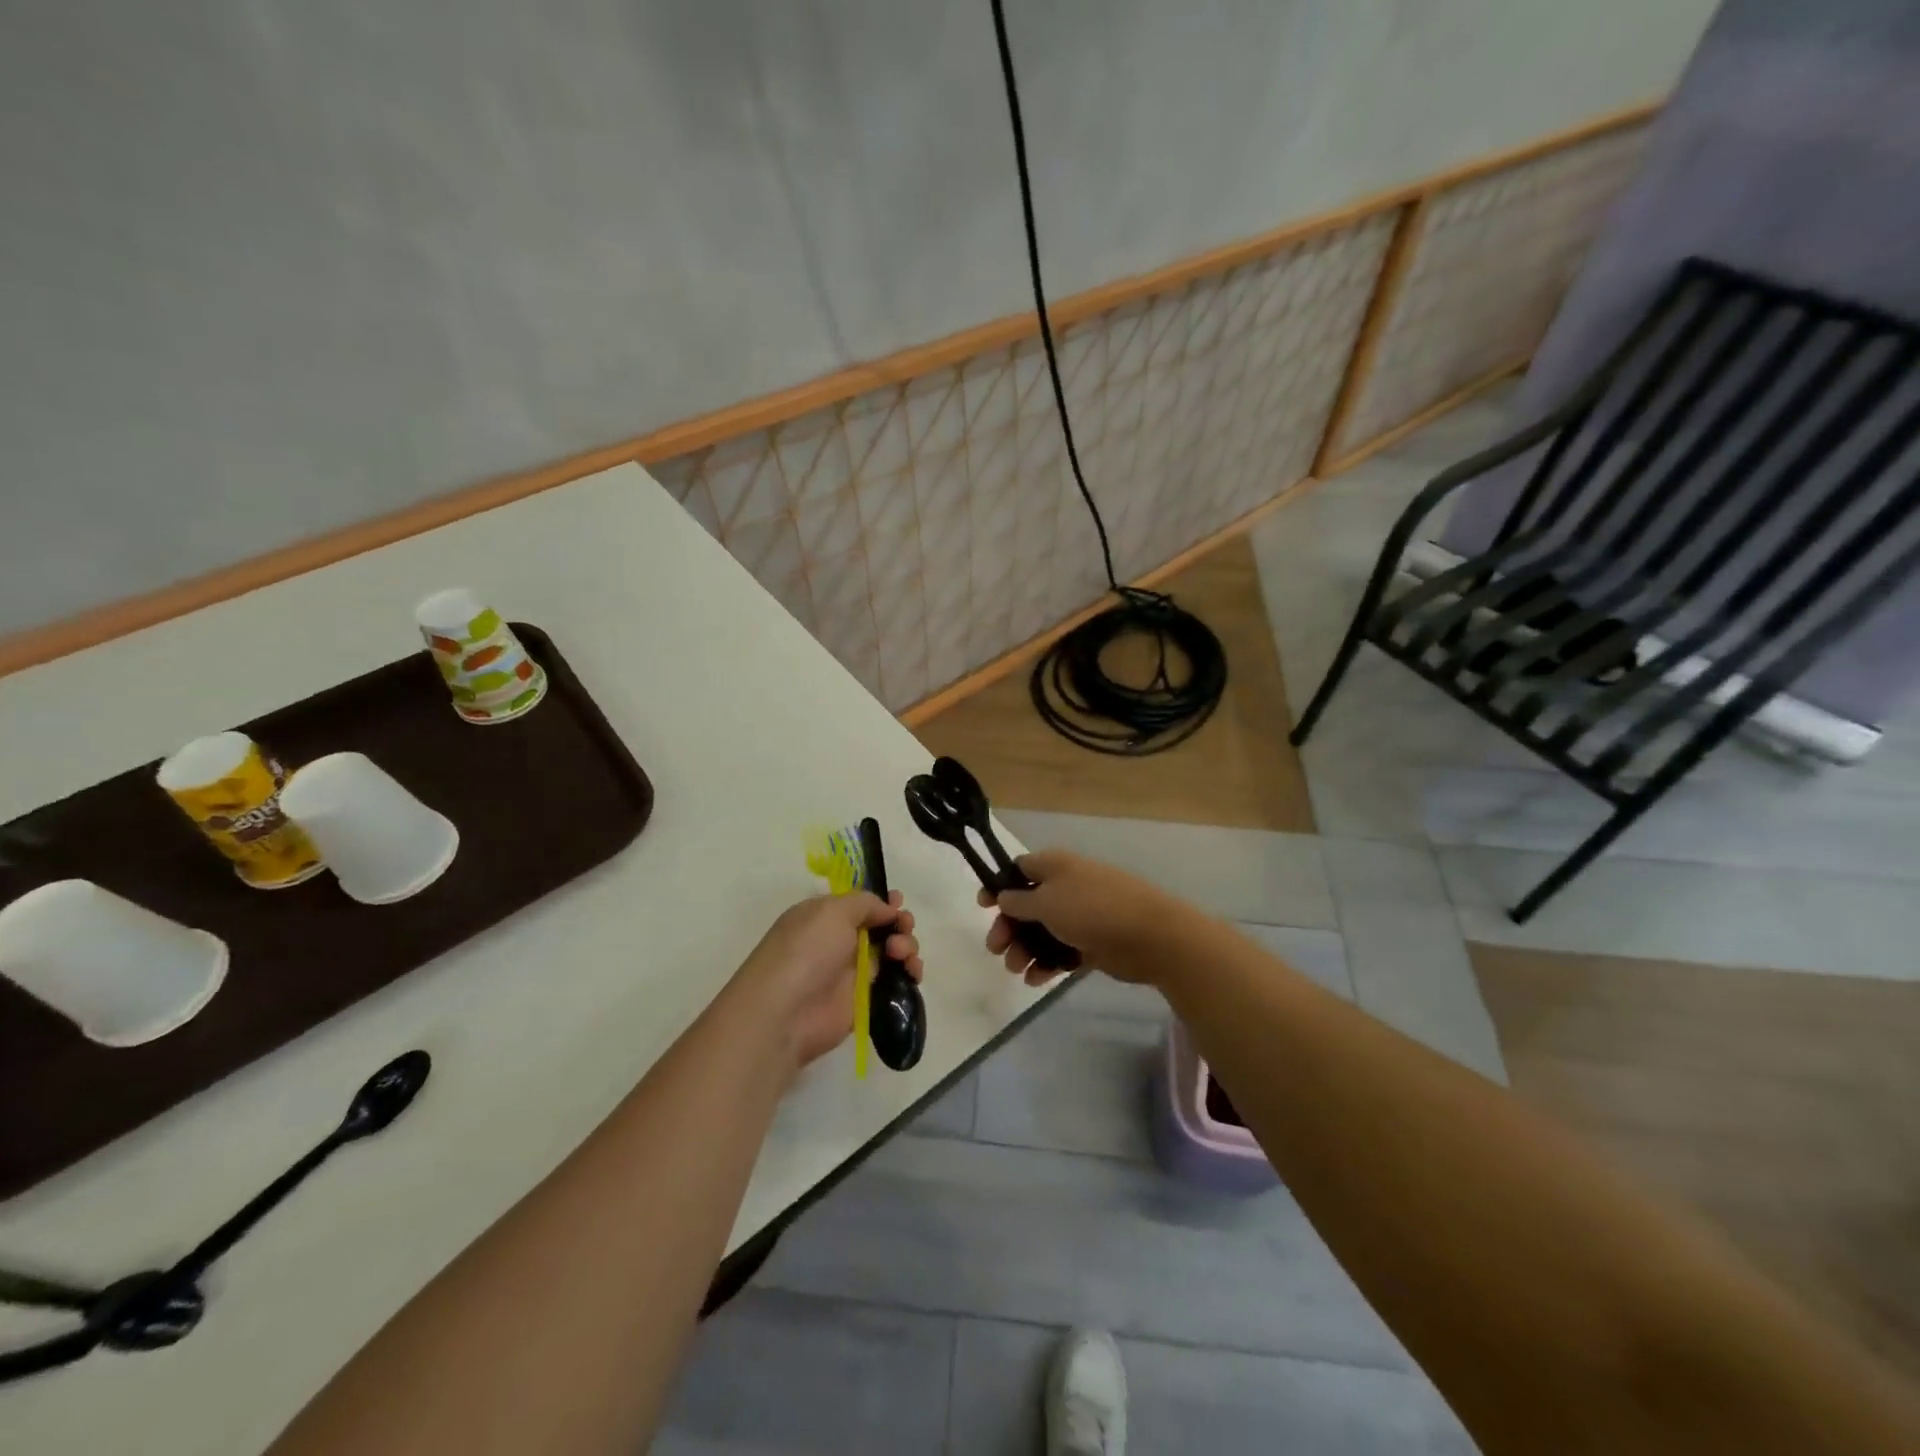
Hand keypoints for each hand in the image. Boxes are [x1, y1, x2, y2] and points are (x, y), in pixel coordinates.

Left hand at [733, 892, 922, 1069]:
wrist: (785, 1013)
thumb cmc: (806, 950)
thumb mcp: (833, 910)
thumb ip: (865, 903)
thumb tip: (887, 910)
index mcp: (825, 916)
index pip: (860, 904)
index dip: (882, 902)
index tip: (899, 903)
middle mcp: (839, 941)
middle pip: (881, 927)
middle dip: (899, 923)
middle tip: (903, 928)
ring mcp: (852, 972)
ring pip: (892, 952)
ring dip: (906, 946)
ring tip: (901, 953)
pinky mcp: (865, 1000)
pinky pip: (894, 981)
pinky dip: (909, 973)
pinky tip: (913, 972)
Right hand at [978, 849, 1182, 986]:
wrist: (1149, 935)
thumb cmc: (1091, 909)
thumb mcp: (1046, 901)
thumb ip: (1019, 901)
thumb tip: (1003, 896)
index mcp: (1055, 866)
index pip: (1019, 869)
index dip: (999, 886)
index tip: (983, 906)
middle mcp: (1067, 887)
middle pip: (1027, 905)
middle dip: (1009, 927)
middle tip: (995, 948)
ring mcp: (1081, 916)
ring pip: (1043, 931)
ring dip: (1025, 949)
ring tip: (1017, 969)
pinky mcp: (1093, 943)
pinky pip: (1062, 952)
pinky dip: (1048, 964)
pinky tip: (1036, 980)